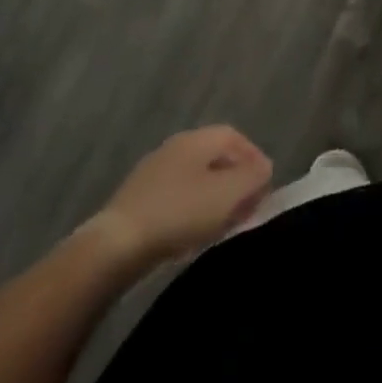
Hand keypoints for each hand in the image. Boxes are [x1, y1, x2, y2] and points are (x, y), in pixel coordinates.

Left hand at [91, 126, 273, 263]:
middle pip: (214, 157)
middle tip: (248, 205)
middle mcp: (174, 148)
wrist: (115, 246)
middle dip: (235, 179)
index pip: (233, 136)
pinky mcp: (137, 201)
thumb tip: (264, 169)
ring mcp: (152, 174)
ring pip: (195, 178)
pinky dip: (192, 210)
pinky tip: (193, 233)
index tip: (266, 184)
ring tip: (224, 223)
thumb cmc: (179, 212)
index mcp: (195, 139)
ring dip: (214, 197)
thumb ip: (253, 177)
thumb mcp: (228, 194)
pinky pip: (176, 197)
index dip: (253, 157)